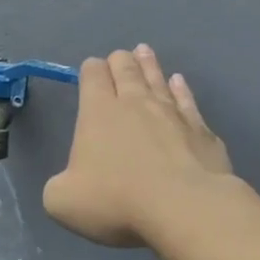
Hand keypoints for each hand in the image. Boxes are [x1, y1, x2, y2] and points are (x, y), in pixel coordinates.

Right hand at [43, 45, 234, 247]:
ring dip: (149, 65)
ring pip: (157, 79)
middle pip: (126, 70)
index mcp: (98, 112)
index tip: (90, 72)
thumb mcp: (62, 201)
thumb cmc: (115, 201)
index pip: (92, 76)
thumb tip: (69, 183)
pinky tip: (179, 82)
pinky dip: (181, 89)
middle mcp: (136, 104)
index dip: (90, 70)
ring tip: (144, 51)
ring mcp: (172, 114)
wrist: (184, 208)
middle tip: (119, 57)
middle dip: (119, 61)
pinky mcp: (201, 131)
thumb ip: (59, 186)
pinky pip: (187, 101)